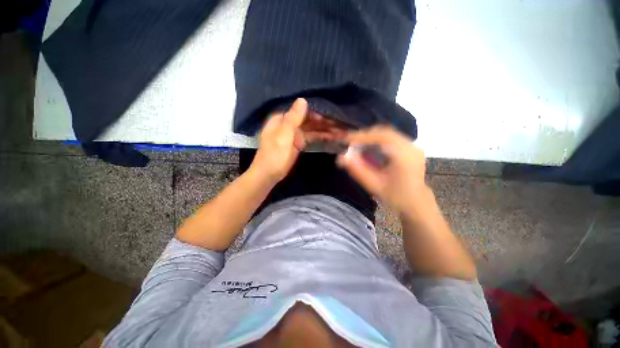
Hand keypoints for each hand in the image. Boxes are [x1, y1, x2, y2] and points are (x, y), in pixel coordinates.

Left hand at [251, 98, 344, 182]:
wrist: (269, 174)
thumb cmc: (274, 155)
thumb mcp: (283, 136)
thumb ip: (293, 118)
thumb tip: (302, 100)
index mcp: (282, 119)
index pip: (301, 111)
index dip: (316, 112)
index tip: (330, 115)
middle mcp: (289, 123)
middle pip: (308, 119)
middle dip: (323, 122)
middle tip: (339, 124)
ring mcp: (294, 134)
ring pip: (311, 128)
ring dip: (324, 129)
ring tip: (339, 131)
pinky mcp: (299, 143)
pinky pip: (311, 137)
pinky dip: (320, 136)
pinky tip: (331, 136)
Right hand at [337, 126, 427, 214]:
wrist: (416, 202)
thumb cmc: (395, 196)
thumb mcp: (373, 185)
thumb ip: (357, 170)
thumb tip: (341, 157)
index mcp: (405, 157)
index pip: (382, 137)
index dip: (362, 136)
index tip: (346, 139)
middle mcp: (411, 147)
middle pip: (385, 132)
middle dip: (365, 136)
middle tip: (350, 142)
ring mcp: (412, 146)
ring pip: (388, 133)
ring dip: (371, 137)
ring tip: (357, 144)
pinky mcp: (411, 147)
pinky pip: (391, 138)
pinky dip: (377, 140)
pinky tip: (369, 147)